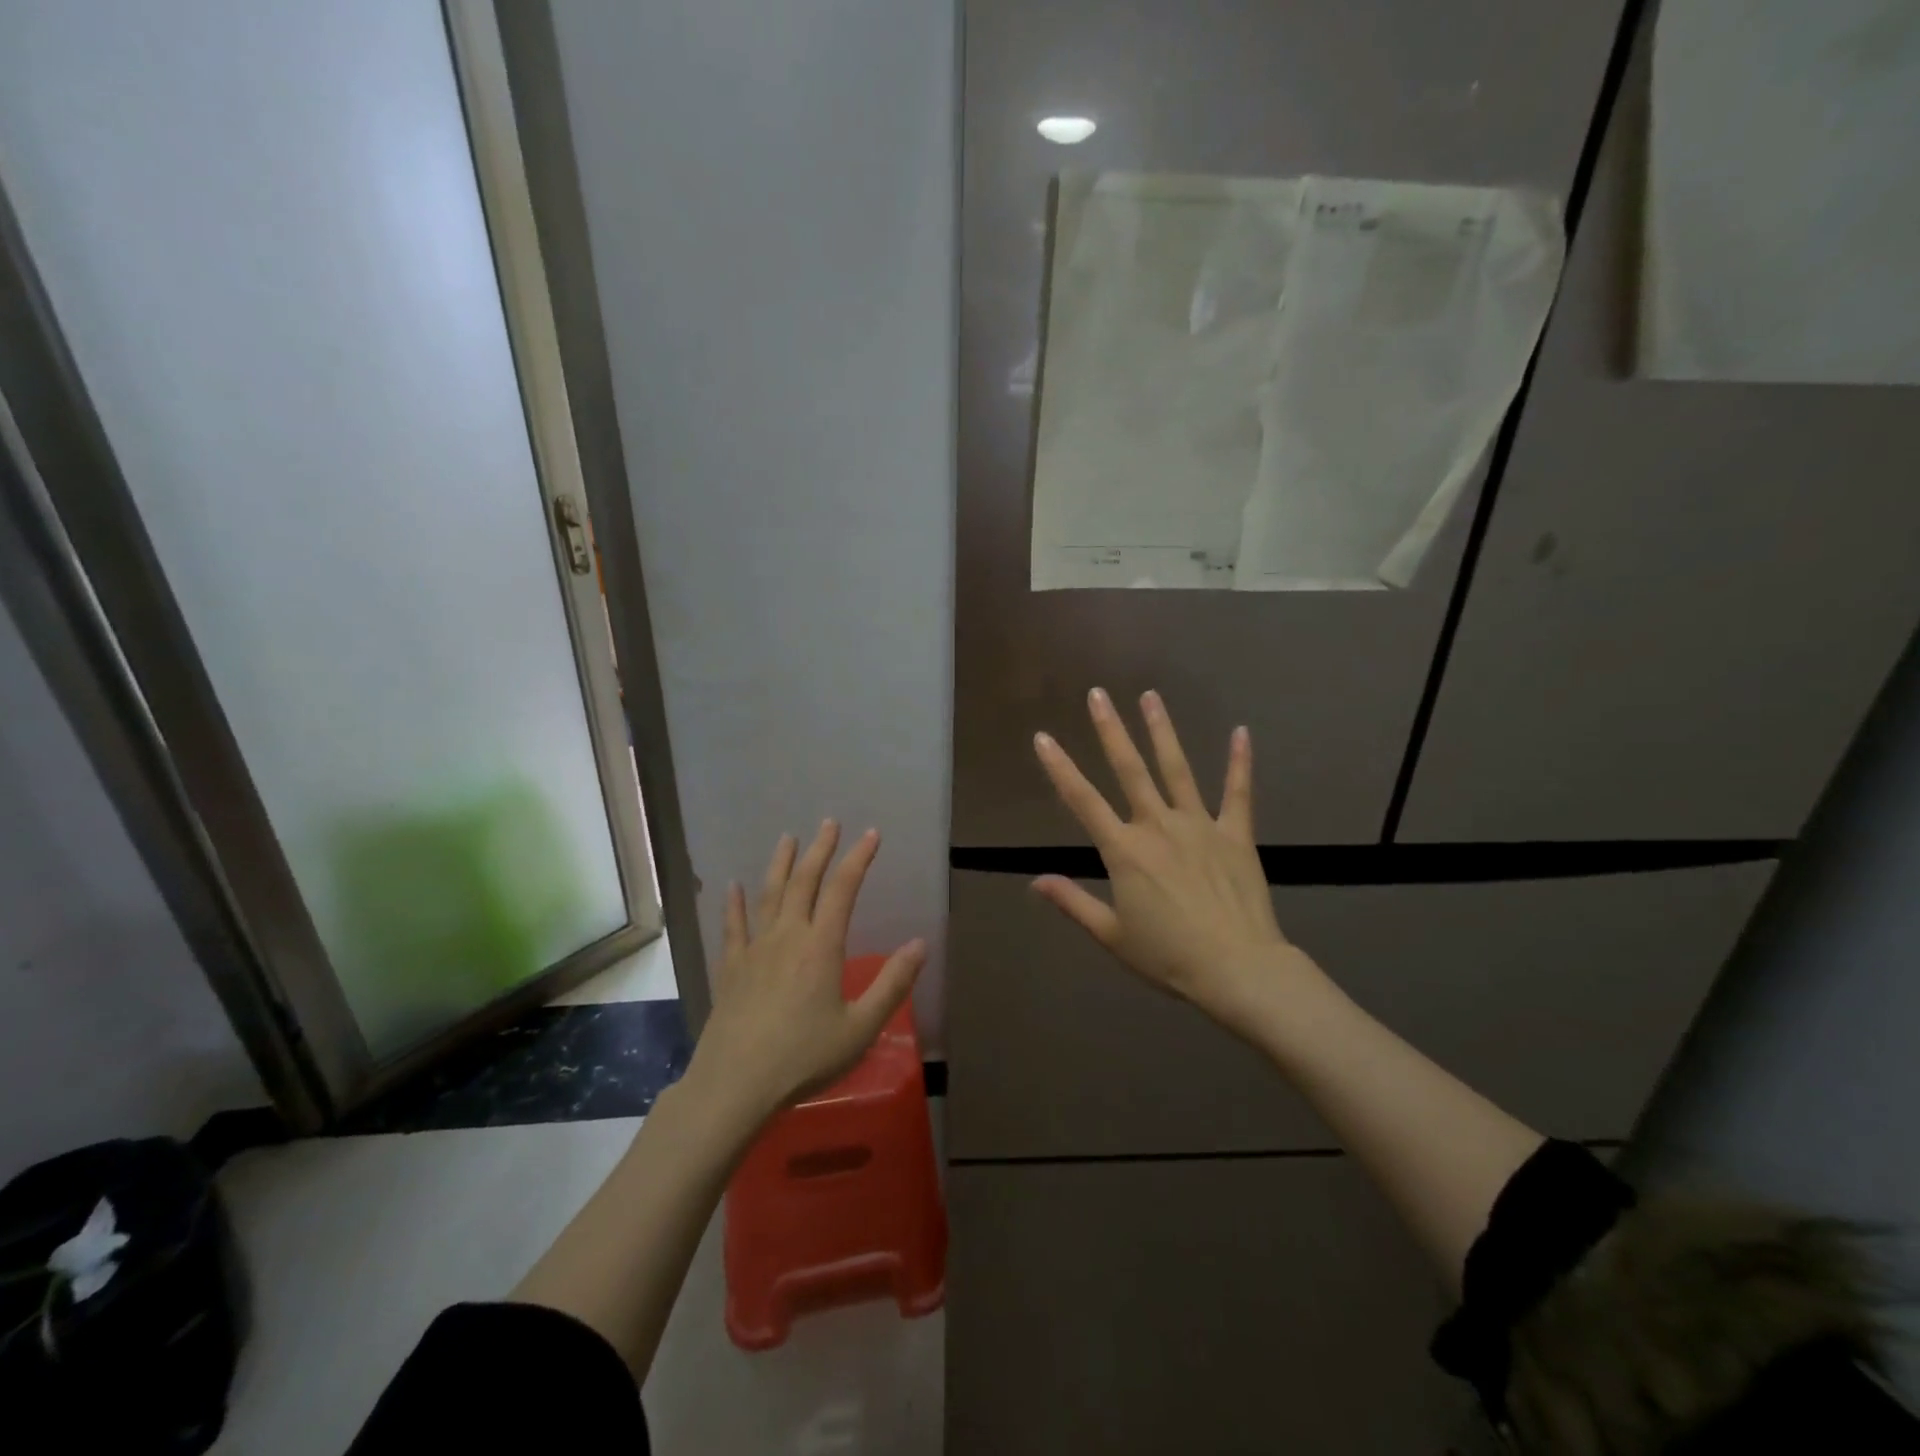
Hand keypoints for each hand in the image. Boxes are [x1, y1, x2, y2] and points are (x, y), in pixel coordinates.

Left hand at [688, 821, 925, 1125]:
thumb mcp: (861, 1027)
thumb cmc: (804, 1057)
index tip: (872, 834)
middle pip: (804, 882)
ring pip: (769, 895)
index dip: (859, 858)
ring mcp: (755, 949)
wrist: (735, 1085)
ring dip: (781, 864)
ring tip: (788, 838)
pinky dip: (734, 904)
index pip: (843, 889)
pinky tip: (733, 886)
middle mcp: (787, 936)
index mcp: (821, 946)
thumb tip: (920, 944)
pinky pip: (733, 926)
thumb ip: (892, 984)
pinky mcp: (731, 968)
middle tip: (829, 823)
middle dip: (820, 850)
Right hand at [1032, 689, 1311, 1037]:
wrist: (1238, 970)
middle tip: (1098, 694)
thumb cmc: (1169, 957)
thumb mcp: (1112, 935)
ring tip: (1150, 697)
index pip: (1082, 800)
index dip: (1060, 768)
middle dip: (1111, 729)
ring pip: (1176, 769)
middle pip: (1130, 769)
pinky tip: (1241, 732)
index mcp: (1124, 851)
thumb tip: (1035, 880)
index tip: (1043, 737)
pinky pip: (1238, 792)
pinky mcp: (1235, 834)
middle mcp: (1158, 826)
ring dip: (1162, 731)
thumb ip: (1073, 902)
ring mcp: (1199, 826)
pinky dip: (1240, 762)